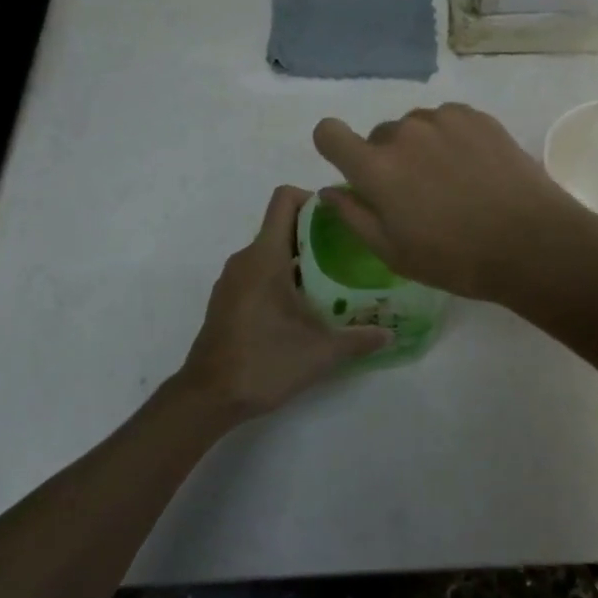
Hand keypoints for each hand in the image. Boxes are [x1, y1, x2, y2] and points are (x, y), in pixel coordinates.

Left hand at [176, 186, 390, 421]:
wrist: (207, 399)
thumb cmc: (264, 362)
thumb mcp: (320, 352)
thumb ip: (358, 338)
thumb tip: (389, 333)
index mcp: (265, 256)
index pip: (284, 199)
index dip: (312, 198)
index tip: (339, 220)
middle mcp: (245, 258)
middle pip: (281, 225)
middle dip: (314, 233)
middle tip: (347, 254)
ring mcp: (232, 279)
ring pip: (270, 251)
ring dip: (298, 258)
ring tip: (330, 281)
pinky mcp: (227, 299)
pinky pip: (257, 272)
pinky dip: (280, 277)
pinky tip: (301, 307)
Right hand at [311, 103, 597, 308]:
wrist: (532, 242)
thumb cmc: (456, 258)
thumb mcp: (394, 252)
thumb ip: (354, 216)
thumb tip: (329, 190)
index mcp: (376, 168)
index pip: (329, 132)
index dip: (333, 145)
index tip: (351, 167)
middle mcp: (404, 133)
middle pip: (379, 136)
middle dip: (388, 160)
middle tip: (418, 195)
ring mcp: (443, 119)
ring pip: (415, 127)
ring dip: (421, 147)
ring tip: (452, 182)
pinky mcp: (476, 116)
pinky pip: (447, 120)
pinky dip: (451, 138)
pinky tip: (474, 169)